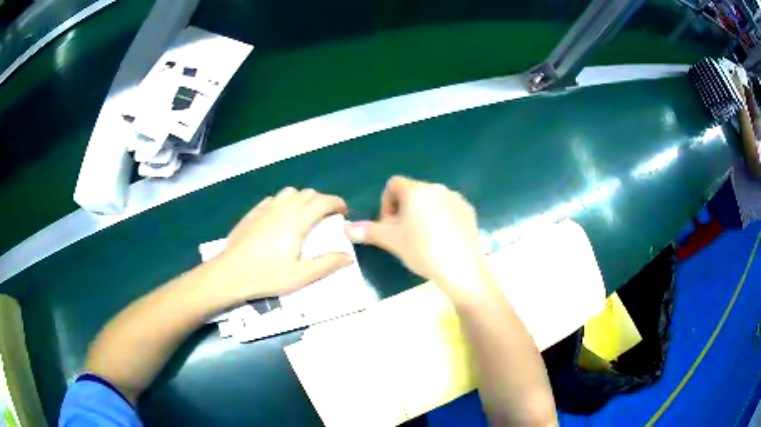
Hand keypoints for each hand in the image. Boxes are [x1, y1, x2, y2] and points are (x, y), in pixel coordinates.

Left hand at [215, 187, 352, 303]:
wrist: (230, 273)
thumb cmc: (267, 275)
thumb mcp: (301, 276)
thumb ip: (327, 264)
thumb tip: (348, 256)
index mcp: (297, 221)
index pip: (323, 201)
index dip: (337, 203)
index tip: (344, 213)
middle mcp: (283, 208)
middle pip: (308, 193)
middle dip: (322, 201)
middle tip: (327, 218)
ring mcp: (266, 208)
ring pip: (290, 192)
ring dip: (303, 198)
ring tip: (305, 215)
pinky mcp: (253, 213)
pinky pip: (274, 198)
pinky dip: (285, 202)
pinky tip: (281, 217)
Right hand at [346, 176, 490, 302]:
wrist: (460, 267)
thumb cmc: (421, 250)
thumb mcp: (391, 241)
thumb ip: (367, 231)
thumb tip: (344, 228)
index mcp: (415, 190)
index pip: (393, 184)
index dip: (386, 203)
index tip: (389, 225)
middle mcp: (436, 188)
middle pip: (412, 193)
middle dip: (403, 210)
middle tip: (404, 235)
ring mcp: (455, 198)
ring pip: (431, 201)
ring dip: (422, 214)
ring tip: (424, 239)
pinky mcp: (469, 210)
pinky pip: (449, 208)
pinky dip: (441, 218)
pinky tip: (443, 239)